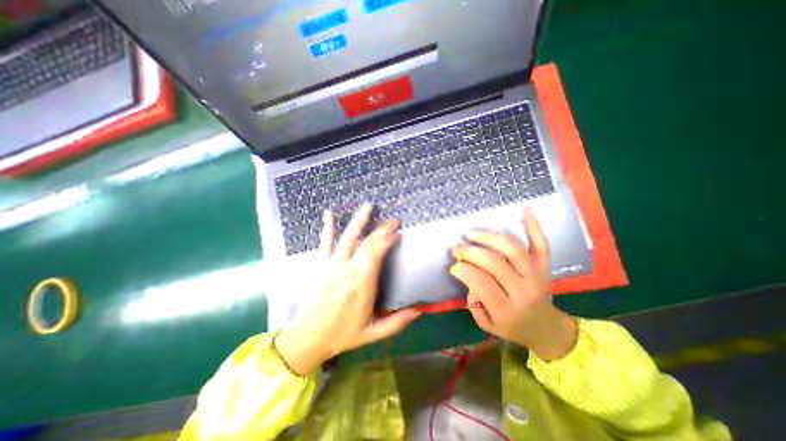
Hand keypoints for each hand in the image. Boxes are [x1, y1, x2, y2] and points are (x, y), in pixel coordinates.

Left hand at [274, 205, 420, 373]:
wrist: (307, 339)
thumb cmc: (341, 335)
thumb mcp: (372, 334)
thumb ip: (397, 322)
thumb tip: (419, 310)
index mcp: (361, 287)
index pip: (375, 256)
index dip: (386, 241)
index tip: (397, 233)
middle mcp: (347, 273)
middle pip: (365, 244)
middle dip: (381, 230)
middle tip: (393, 221)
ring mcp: (331, 267)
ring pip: (347, 239)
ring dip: (358, 221)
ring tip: (368, 206)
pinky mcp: (320, 267)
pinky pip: (324, 244)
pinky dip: (327, 228)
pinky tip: (329, 214)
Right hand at [449, 209, 574, 360]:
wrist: (547, 329)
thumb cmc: (513, 327)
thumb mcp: (487, 325)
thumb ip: (474, 305)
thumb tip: (467, 279)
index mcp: (507, 309)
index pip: (481, 283)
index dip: (463, 270)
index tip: (453, 265)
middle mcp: (523, 290)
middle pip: (494, 262)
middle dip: (470, 252)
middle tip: (456, 248)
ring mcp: (536, 275)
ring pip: (512, 249)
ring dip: (488, 237)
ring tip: (471, 233)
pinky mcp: (545, 266)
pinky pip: (541, 244)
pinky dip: (533, 226)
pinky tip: (525, 210)